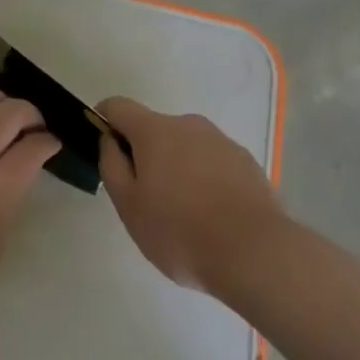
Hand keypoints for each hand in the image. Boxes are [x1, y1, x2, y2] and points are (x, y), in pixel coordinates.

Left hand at [0, 88, 60, 302]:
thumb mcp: (2, 229)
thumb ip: (14, 188)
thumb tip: (23, 161)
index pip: (34, 145)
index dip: (50, 142)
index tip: (52, 144)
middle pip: (11, 111)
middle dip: (31, 114)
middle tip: (34, 127)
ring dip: (1, 104)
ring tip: (5, 118)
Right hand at [96, 96, 282, 293]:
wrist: (255, 252)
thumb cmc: (180, 231)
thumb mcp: (129, 206)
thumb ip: (111, 165)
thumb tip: (110, 140)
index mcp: (154, 130)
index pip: (118, 106)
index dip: (104, 120)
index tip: (104, 148)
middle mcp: (188, 124)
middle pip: (154, 129)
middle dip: (145, 155)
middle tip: (147, 199)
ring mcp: (221, 141)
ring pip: (186, 146)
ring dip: (177, 168)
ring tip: (184, 214)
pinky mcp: (246, 162)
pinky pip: (213, 163)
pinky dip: (205, 179)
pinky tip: (213, 216)